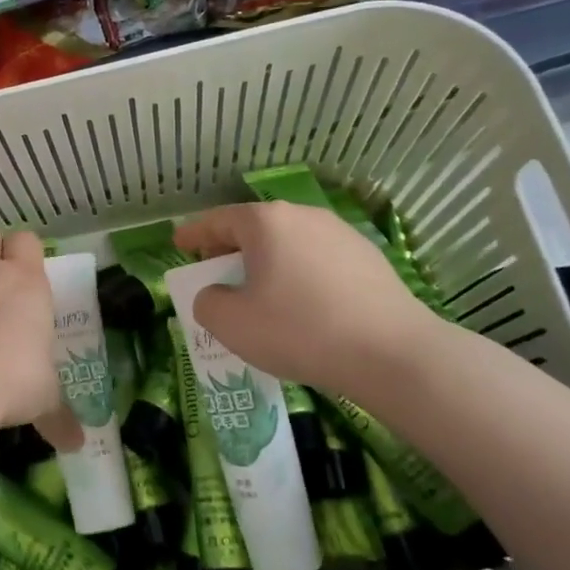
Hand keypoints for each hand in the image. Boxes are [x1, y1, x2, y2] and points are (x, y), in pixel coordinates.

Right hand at [173, 202, 446, 399]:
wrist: (391, 352)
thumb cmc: (299, 330)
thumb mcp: (232, 324)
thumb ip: (208, 303)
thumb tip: (215, 295)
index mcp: (266, 222)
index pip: (217, 220)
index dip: (193, 232)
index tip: (178, 243)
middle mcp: (303, 216)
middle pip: (255, 227)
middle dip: (230, 248)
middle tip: (215, 271)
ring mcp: (340, 234)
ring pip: (289, 242)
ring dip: (267, 261)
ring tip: (259, 291)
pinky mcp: (368, 258)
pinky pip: (318, 260)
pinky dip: (299, 274)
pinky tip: (302, 304)